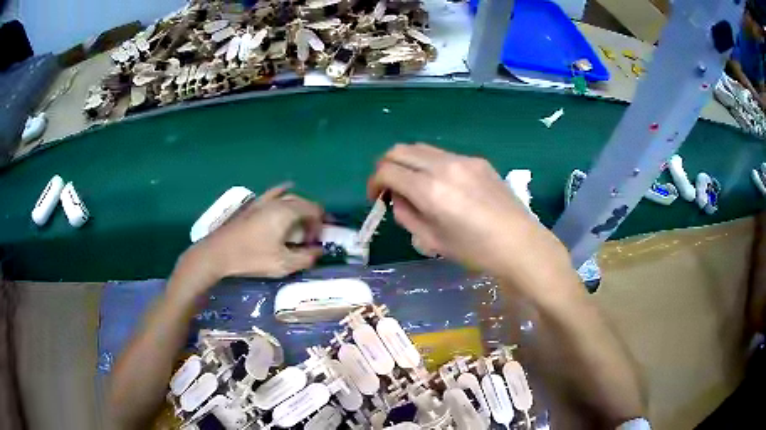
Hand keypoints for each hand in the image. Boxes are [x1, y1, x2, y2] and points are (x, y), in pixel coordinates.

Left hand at [178, 184, 323, 292]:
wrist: (218, 253)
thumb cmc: (251, 258)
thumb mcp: (282, 264)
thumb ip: (305, 258)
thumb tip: (318, 252)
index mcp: (286, 211)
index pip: (314, 210)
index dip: (321, 224)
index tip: (317, 241)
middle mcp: (277, 201)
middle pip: (303, 201)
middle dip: (312, 217)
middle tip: (311, 235)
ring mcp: (263, 200)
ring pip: (289, 197)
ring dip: (299, 208)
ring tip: (300, 223)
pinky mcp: (252, 205)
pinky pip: (274, 194)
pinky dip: (284, 196)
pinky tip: (283, 197)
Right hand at [368, 143, 575, 291]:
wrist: (520, 244)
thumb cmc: (476, 251)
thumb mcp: (433, 241)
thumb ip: (407, 215)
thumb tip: (397, 198)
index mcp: (430, 190)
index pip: (387, 170)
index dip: (374, 182)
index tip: (376, 198)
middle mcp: (443, 166)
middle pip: (400, 150)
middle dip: (386, 167)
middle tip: (389, 188)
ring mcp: (463, 160)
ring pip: (421, 148)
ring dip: (408, 162)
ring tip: (414, 185)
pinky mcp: (478, 161)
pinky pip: (444, 155)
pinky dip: (430, 164)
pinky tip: (442, 186)